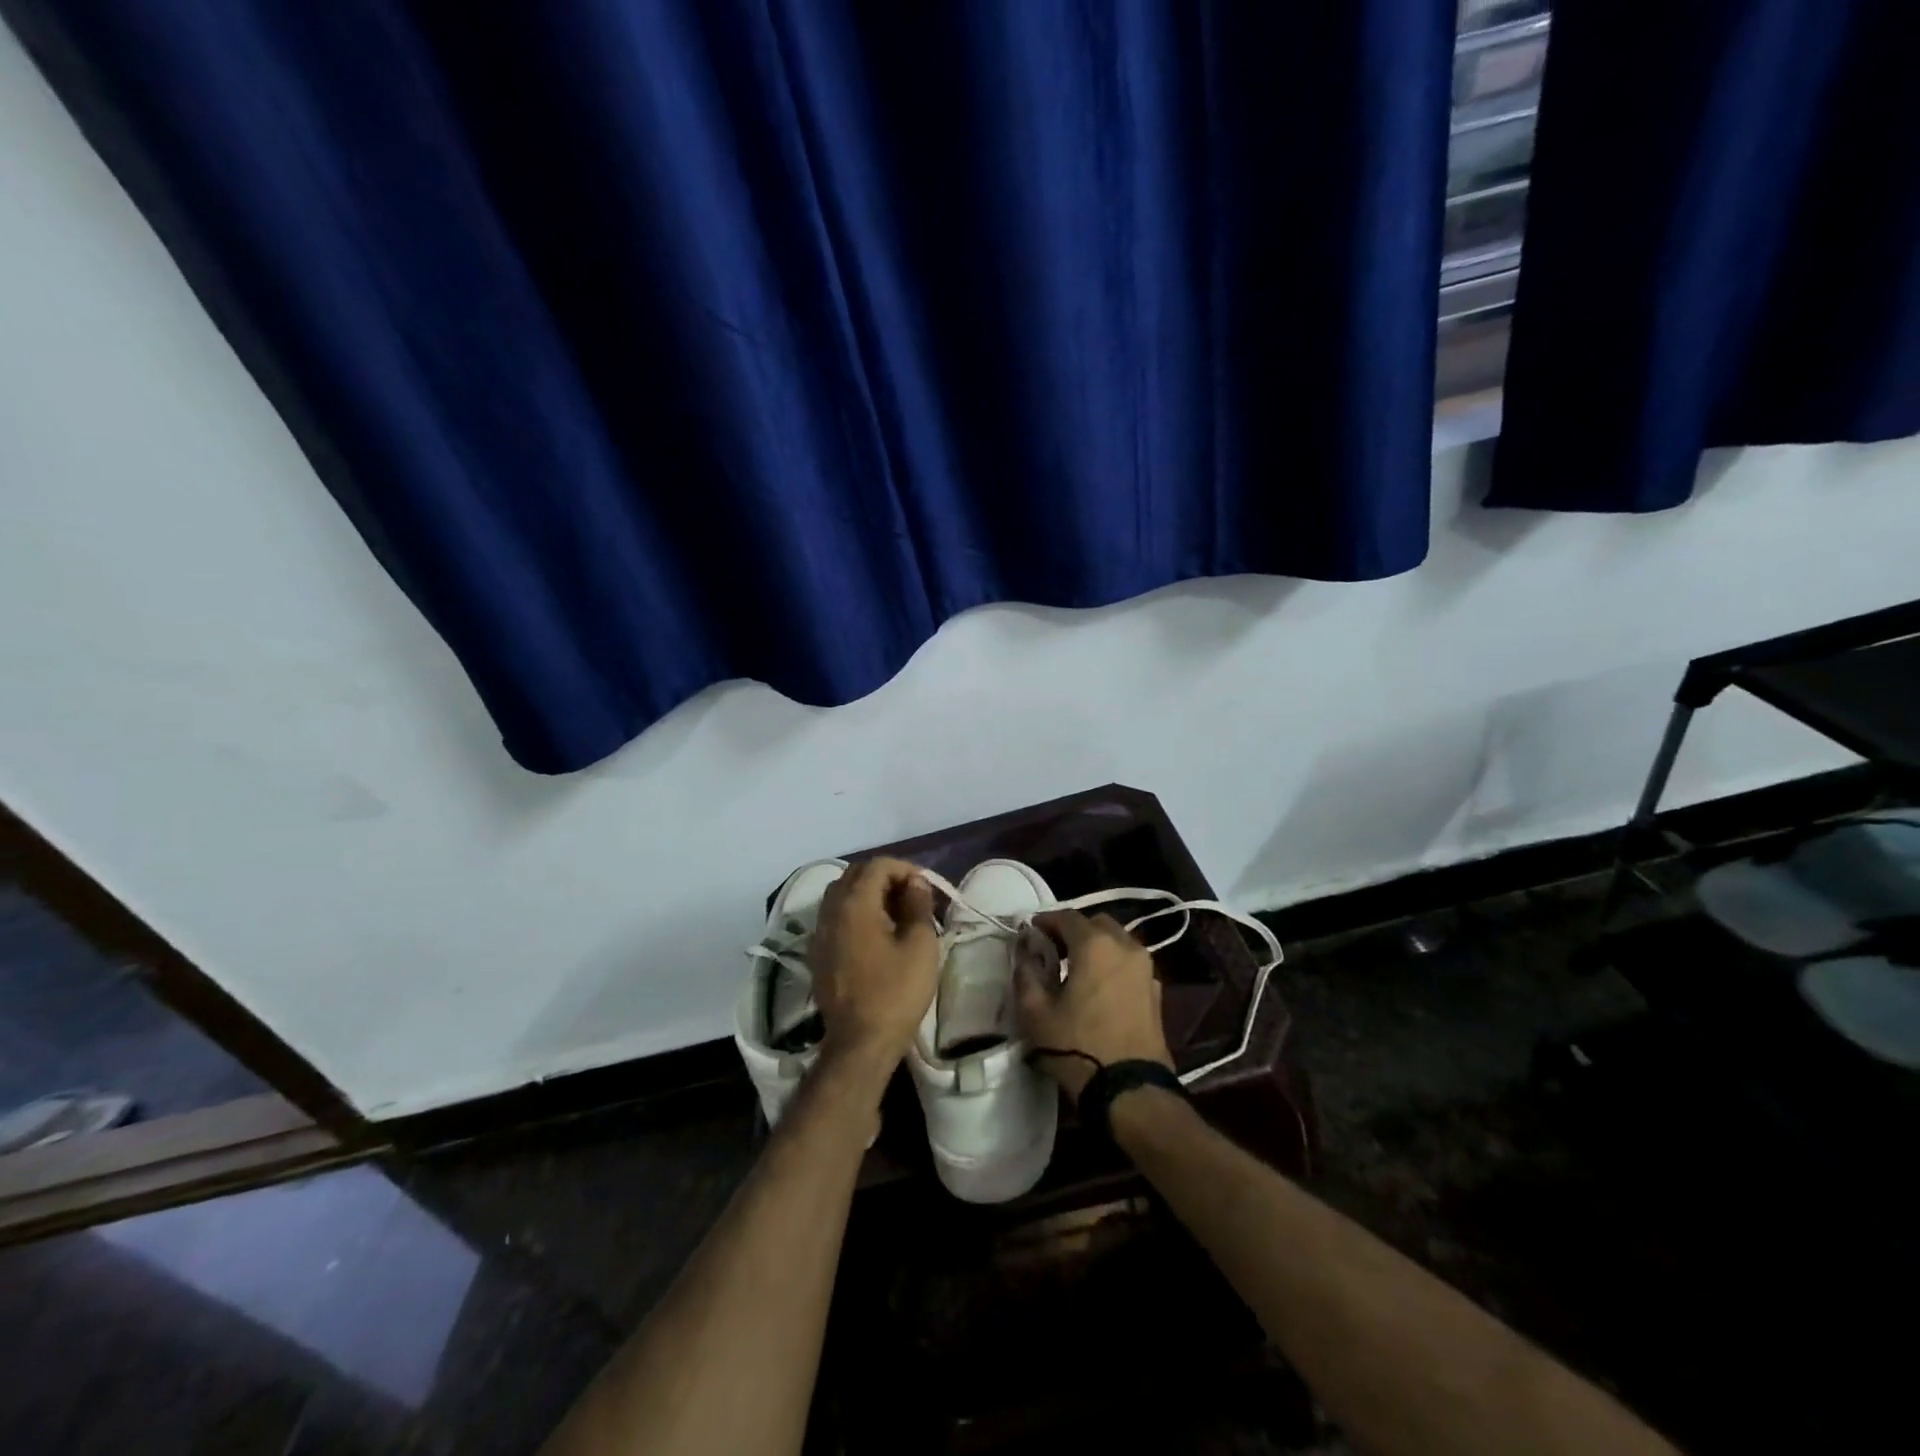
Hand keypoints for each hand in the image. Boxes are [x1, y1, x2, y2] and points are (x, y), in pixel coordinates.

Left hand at [809, 858, 939, 1079]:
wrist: (860, 1043)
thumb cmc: (896, 992)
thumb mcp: (920, 945)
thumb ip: (917, 905)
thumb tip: (914, 883)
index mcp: (854, 904)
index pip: (877, 865)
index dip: (904, 868)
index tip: (925, 887)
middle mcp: (830, 911)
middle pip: (855, 875)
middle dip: (885, 877)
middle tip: (912, 897)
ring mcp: (819, 933)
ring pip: (841, 895)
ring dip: (868, 894)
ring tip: (896, 914)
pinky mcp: (816, 954)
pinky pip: (834, 917)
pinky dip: (855, 913)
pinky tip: (875, 934)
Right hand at [1014, 910, 1173, 1102]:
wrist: (1130, 1089)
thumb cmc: (1078, 1046)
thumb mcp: (1036, 1012)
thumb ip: (1026, 973)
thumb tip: (1026, 951)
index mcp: (1095, 944)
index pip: (1067, 917)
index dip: (1046, 921)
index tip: (1031, 932)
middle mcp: (1125, 946)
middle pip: (1097, 924)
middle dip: (1074, 931)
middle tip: (1054, 949)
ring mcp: (1146, 968)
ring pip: (1118, 941)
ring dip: (1096, 946)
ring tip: (1076, 969)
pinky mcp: (1156, 991)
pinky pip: (1130, 964)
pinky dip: (1113, 964)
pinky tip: (1099, 988)